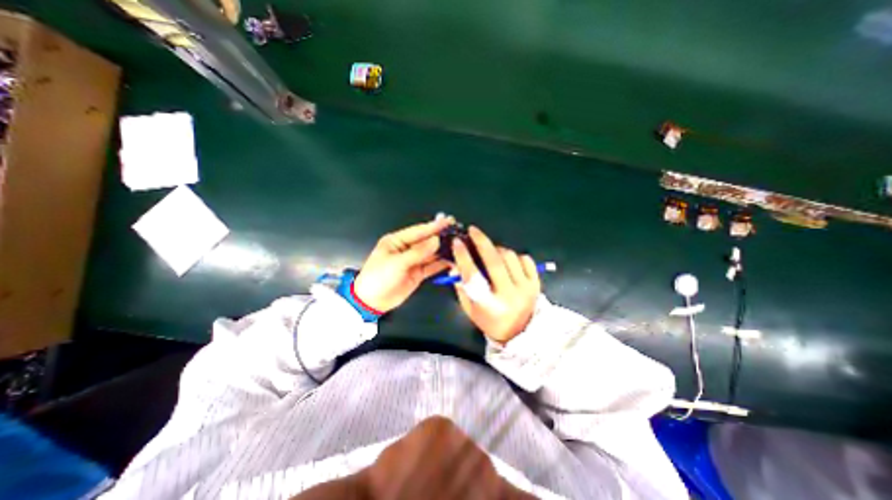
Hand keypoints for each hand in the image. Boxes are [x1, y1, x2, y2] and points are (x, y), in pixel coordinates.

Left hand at [354, 217, 456, 311]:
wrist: (371, 302)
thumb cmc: (377, 278)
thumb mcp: (396, 263)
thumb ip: (418, 252)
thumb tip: (436, 240)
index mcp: (396, 241)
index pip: (418, 231)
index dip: (433, 226)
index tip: (447, 222)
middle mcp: (406, 249)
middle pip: (426, 241)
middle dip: (440, 236)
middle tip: (455, 231)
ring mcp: (413, 261)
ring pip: (431, 253)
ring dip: (443, 250)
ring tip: (458, 245)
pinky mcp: (418, 273)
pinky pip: (431, 266)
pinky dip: (441, 264)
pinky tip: (451, 261)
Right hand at [450, 227, 538, 343]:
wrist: (521, 333)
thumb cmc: (490, 321)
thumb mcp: (470, 309)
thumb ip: (462, 287)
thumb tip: (455, 265)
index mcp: (489, 304)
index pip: (473, 275)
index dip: (463, 257)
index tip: (457, 242)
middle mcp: (508, 294)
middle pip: (494, 261)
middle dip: (481, 241)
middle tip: (473, 230)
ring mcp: (525, 288)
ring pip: (510, 256)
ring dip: (497, 249)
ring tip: (491, 251)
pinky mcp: (536, 283)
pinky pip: (526, 259)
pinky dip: (515, 255)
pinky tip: (509, 261)